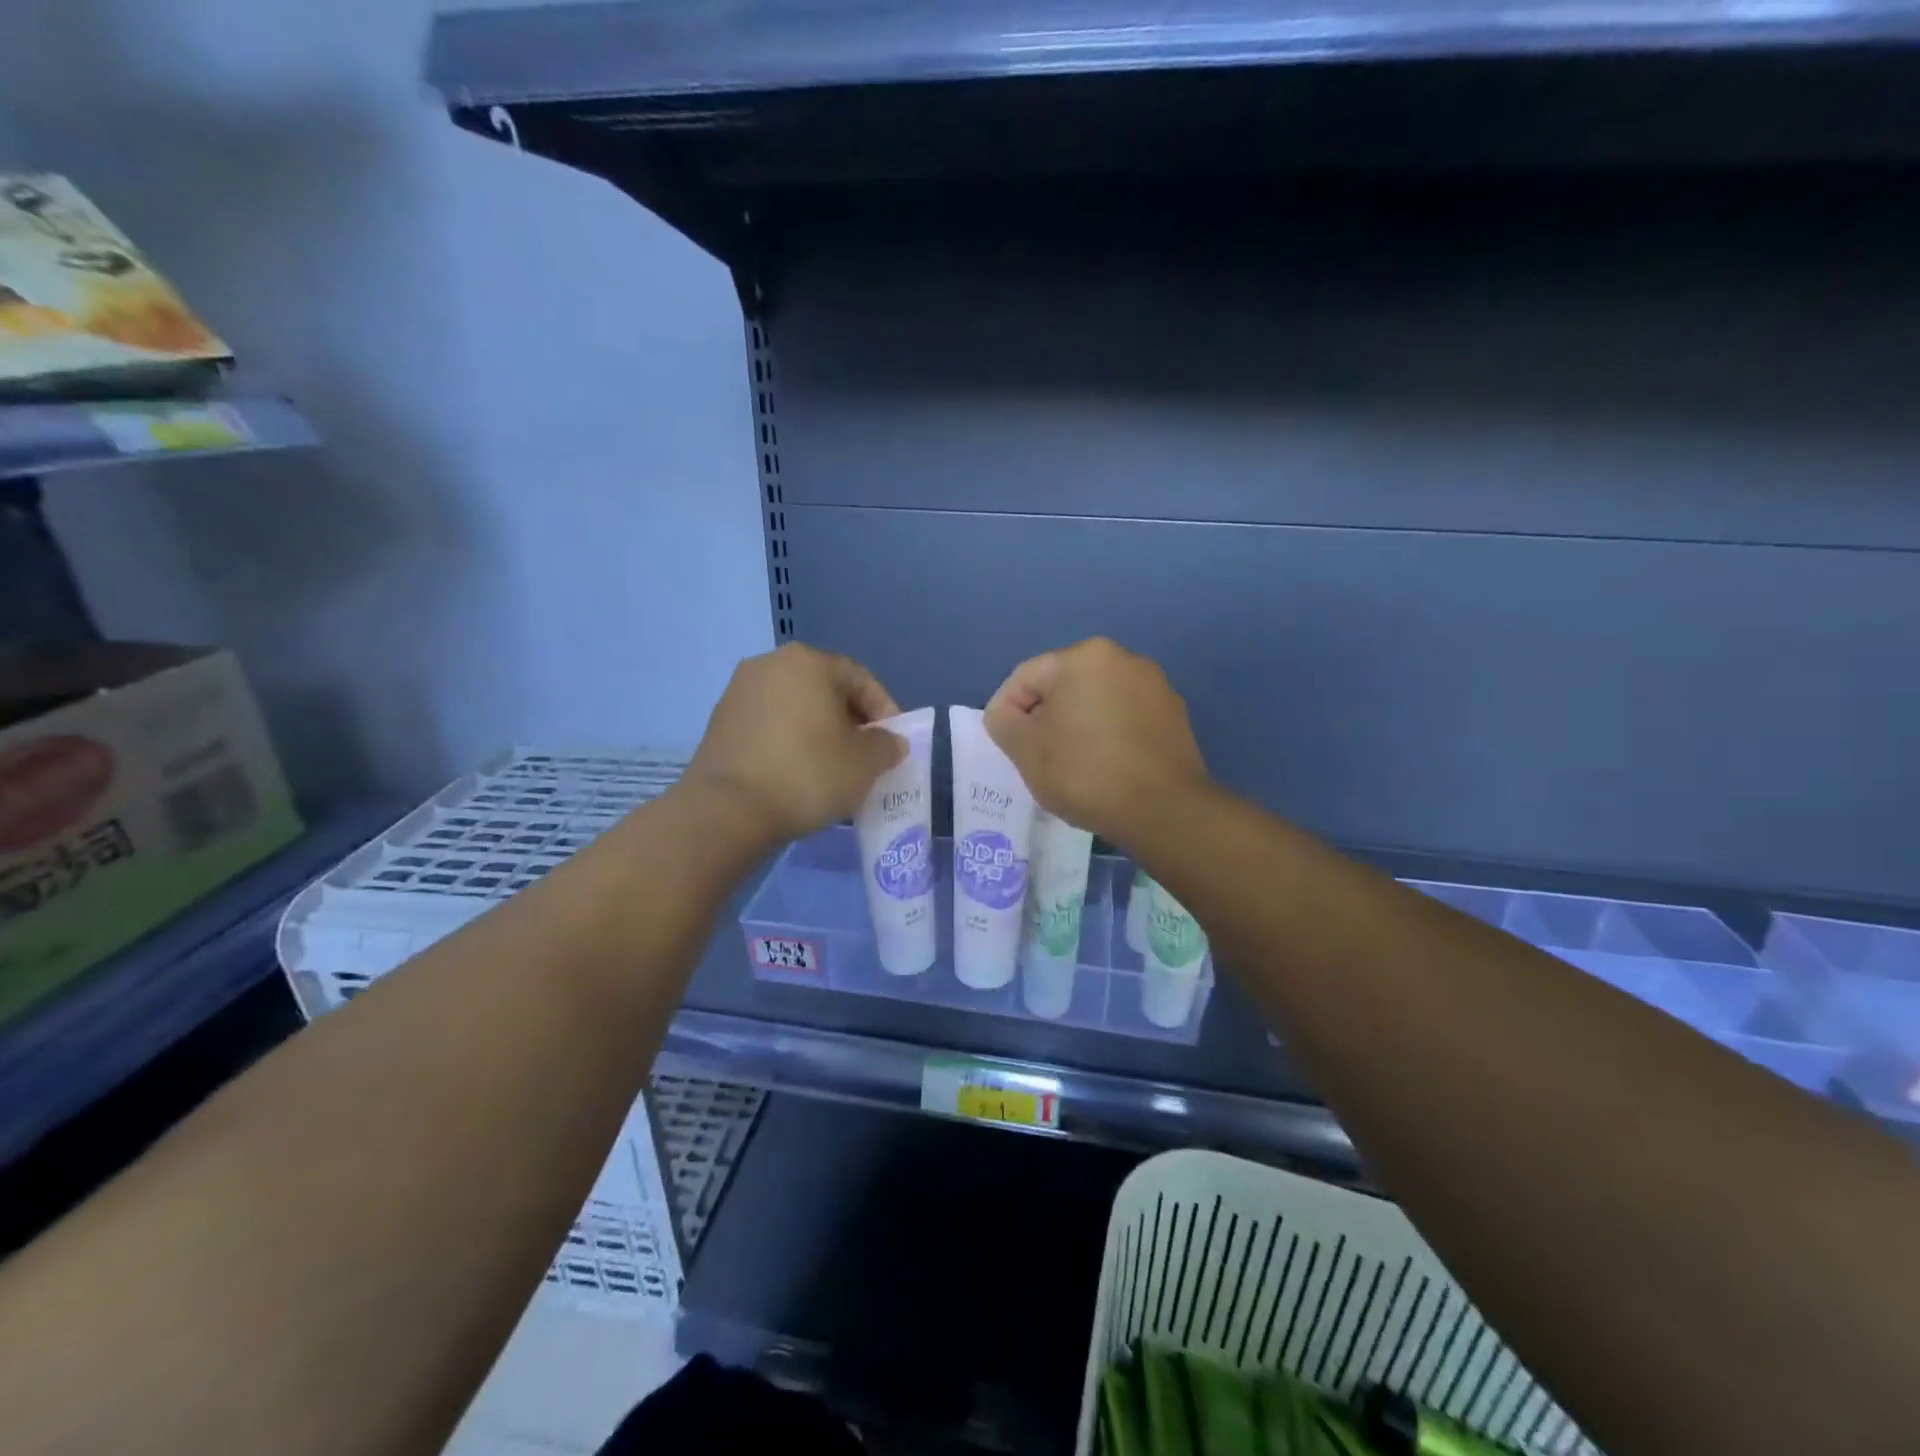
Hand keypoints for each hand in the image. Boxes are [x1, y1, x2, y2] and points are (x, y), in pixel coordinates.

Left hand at [680, 643, 905, 844]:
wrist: (728, 810)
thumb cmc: (808, 773)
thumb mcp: (865, 763)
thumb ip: (887, 745)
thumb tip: (890, 741)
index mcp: (808, 661)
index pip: (861, 680)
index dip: (885, 711)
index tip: (895, 744)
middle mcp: (770, 665)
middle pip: (826, 691)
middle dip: (851, 722)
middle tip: (867, 756)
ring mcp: (739, 692)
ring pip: (796, 709)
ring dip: (820, 733)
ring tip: (835, 769)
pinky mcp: (720, 723)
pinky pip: (770, 726)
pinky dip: (791, 743)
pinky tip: (800, 774)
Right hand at [984, 637, 1211, 845]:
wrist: (1164, 810)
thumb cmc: (1085, 772)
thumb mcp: (1024, 749)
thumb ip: (1003, 721)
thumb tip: (1009, 714)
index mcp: (1084, 657)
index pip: (1025, 678)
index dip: (1007, 713)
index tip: (1010, 749)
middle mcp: (1123, 659)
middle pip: (1062, 687)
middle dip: (1045, 719)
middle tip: (1040, 759)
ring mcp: (1154, 686)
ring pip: (1095, 703)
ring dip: (1078, 727)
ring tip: (1075, 767)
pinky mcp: (1174, 715)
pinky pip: (1125, 719)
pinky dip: (1109, 737)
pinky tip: (1107, 769)